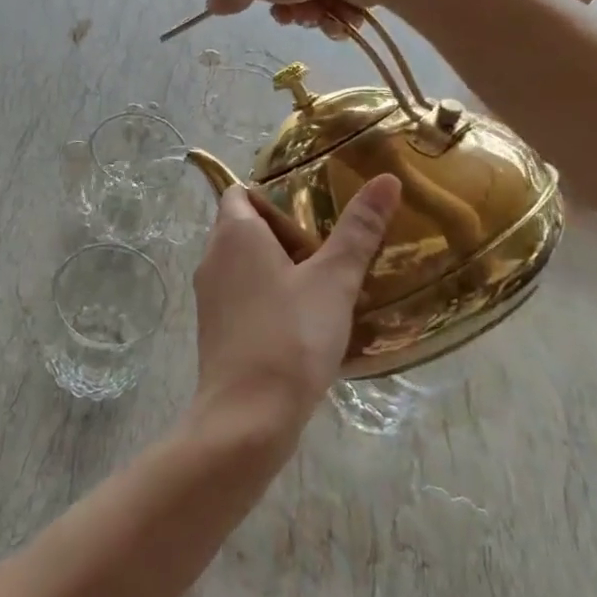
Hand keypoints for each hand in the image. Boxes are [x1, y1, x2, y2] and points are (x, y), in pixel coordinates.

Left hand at [188, 175, 402, 445]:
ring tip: (326, 277)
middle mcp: (213, 258)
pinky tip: (306, 317)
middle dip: (285, 230)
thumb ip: (359, 230)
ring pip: (244, 264)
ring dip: (279, 265)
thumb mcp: (333, 280)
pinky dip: (269, 295)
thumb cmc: (290, 336)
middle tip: (330, 241)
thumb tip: (386, 179)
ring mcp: (210, 296)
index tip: (313, 205)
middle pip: (244, 227)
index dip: (273, 192)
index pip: (240, 192)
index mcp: (234, 234)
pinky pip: (243, 296)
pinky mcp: (216, 329)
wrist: (247, 417)